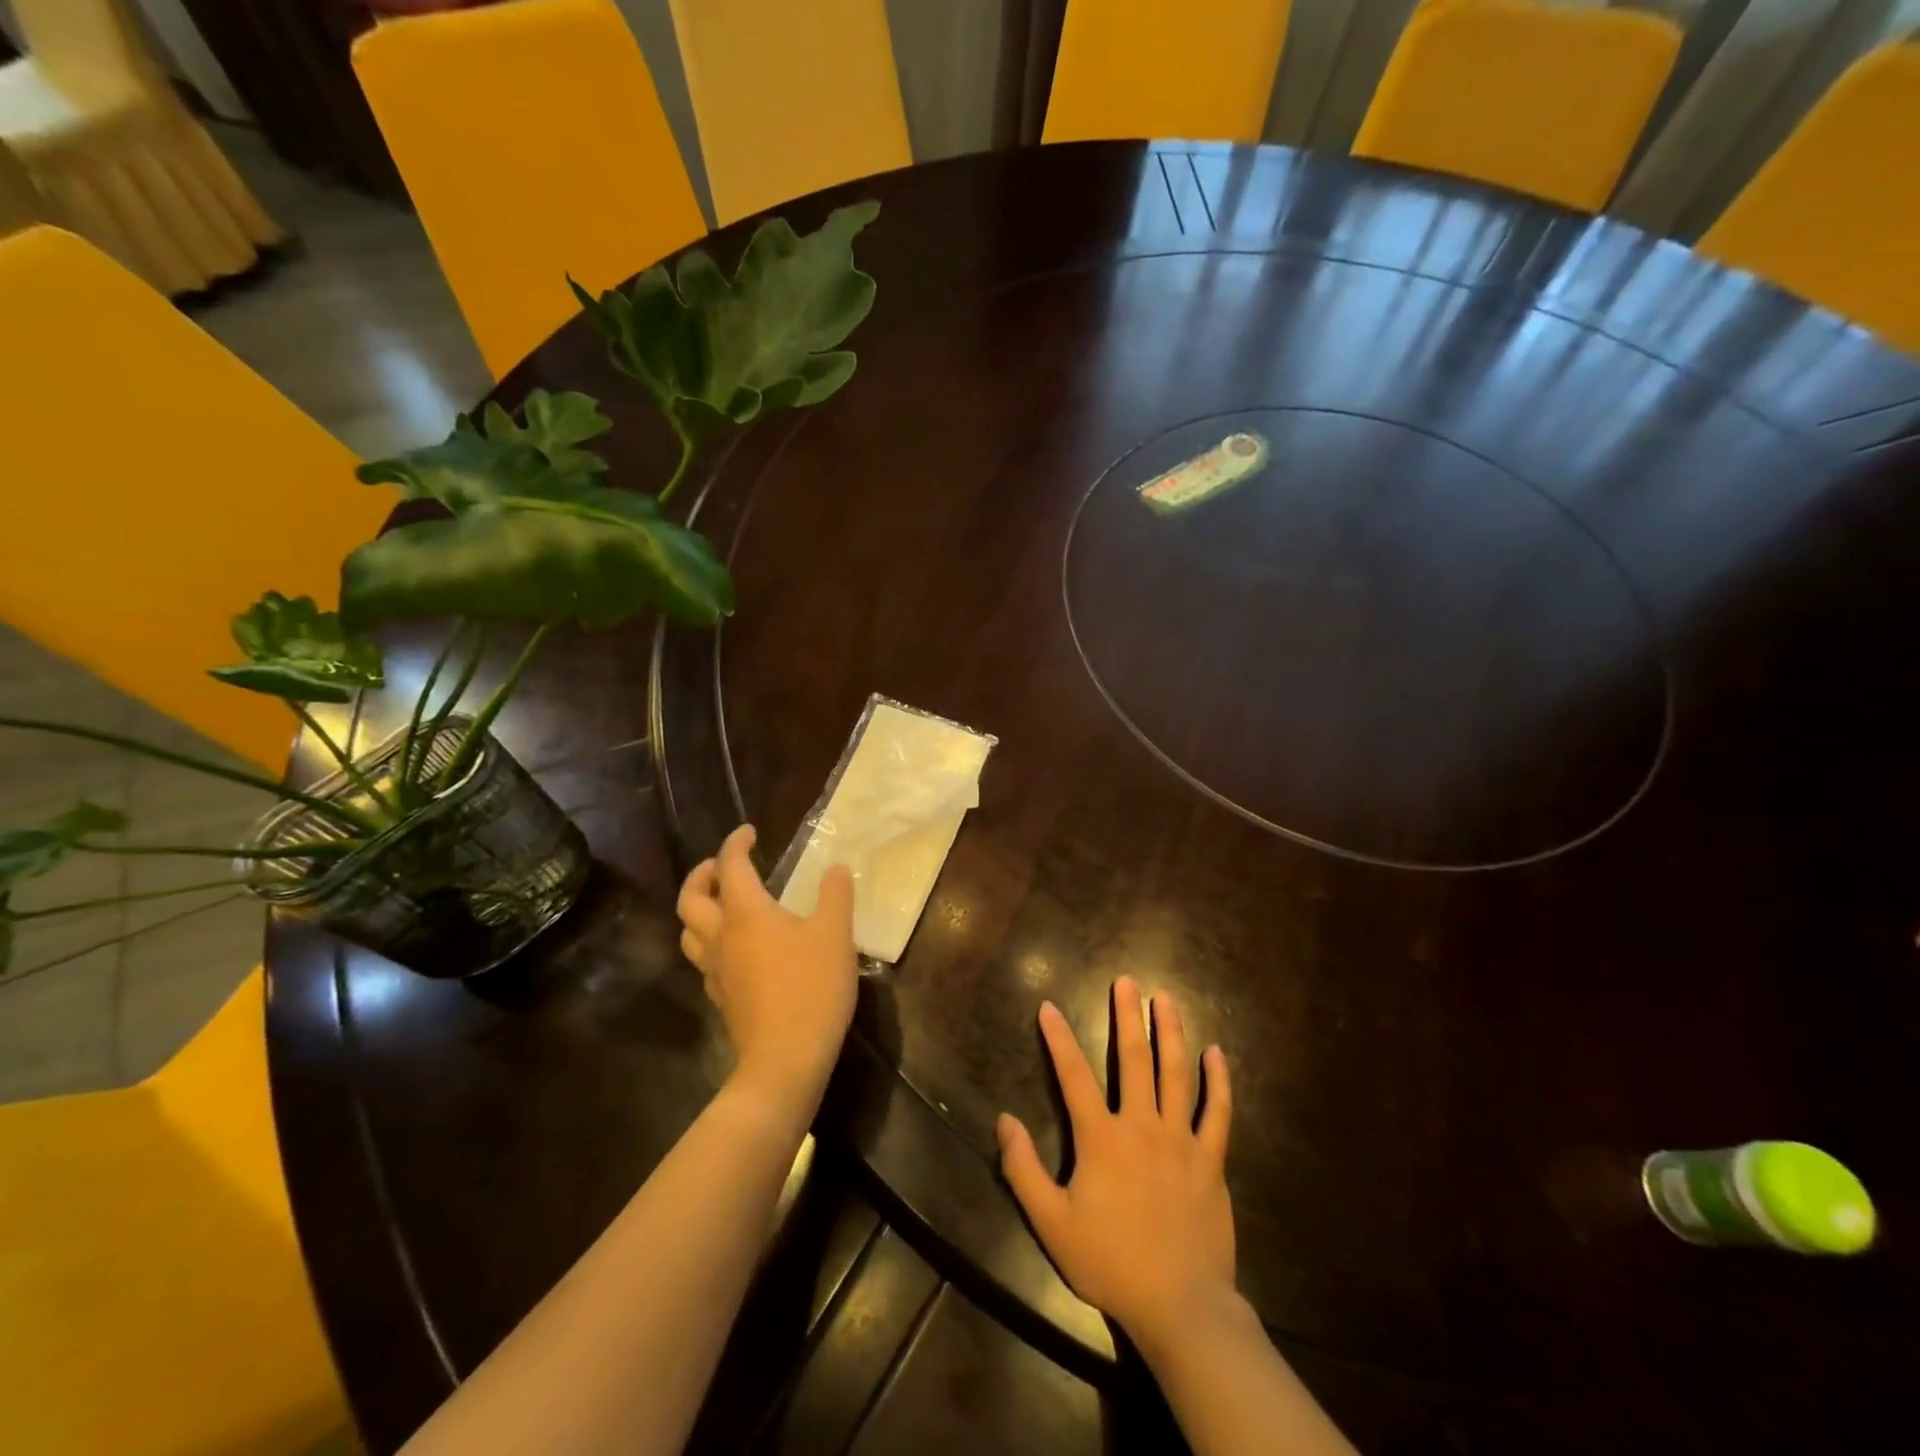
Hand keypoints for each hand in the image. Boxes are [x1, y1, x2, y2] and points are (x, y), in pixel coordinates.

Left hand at [676, 824, 857, 1111]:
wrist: (785, 1059)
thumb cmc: (811, 987)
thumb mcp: (835, 933)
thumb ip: (836, 895)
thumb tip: (836, 868)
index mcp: (746, 912)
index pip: (731, 866)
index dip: (735, 843)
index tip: (748, 832)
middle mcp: (721, 937)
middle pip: (690, 899)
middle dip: (702, 875)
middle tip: (721, 866)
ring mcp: (715, 971)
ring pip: (689, 932)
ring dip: (698, 910)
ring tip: (721, 904)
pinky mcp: (721, 998)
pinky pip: (703, 959)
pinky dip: (711, 942)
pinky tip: (735, 949)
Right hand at [997, 976, 1237, 1360]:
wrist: (1180, 1307)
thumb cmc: (1111, 1263)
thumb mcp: (1052, 1223)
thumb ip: (1024, 1170)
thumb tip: (1004, 1120)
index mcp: (1102, 1138)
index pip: (1073, 1076)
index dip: (1059, 1039)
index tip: (1048, 1007)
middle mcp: (1142, 1126)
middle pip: (1133, 1059)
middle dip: (1127, 1016)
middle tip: (1127, 981)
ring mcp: (1181, 1140)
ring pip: (1176, 1073)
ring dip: (1170, 1032)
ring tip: (1166, 999)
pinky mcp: (1210, 1160)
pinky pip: (1218, 1112)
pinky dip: (1218, 1081)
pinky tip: (1216, 1052)